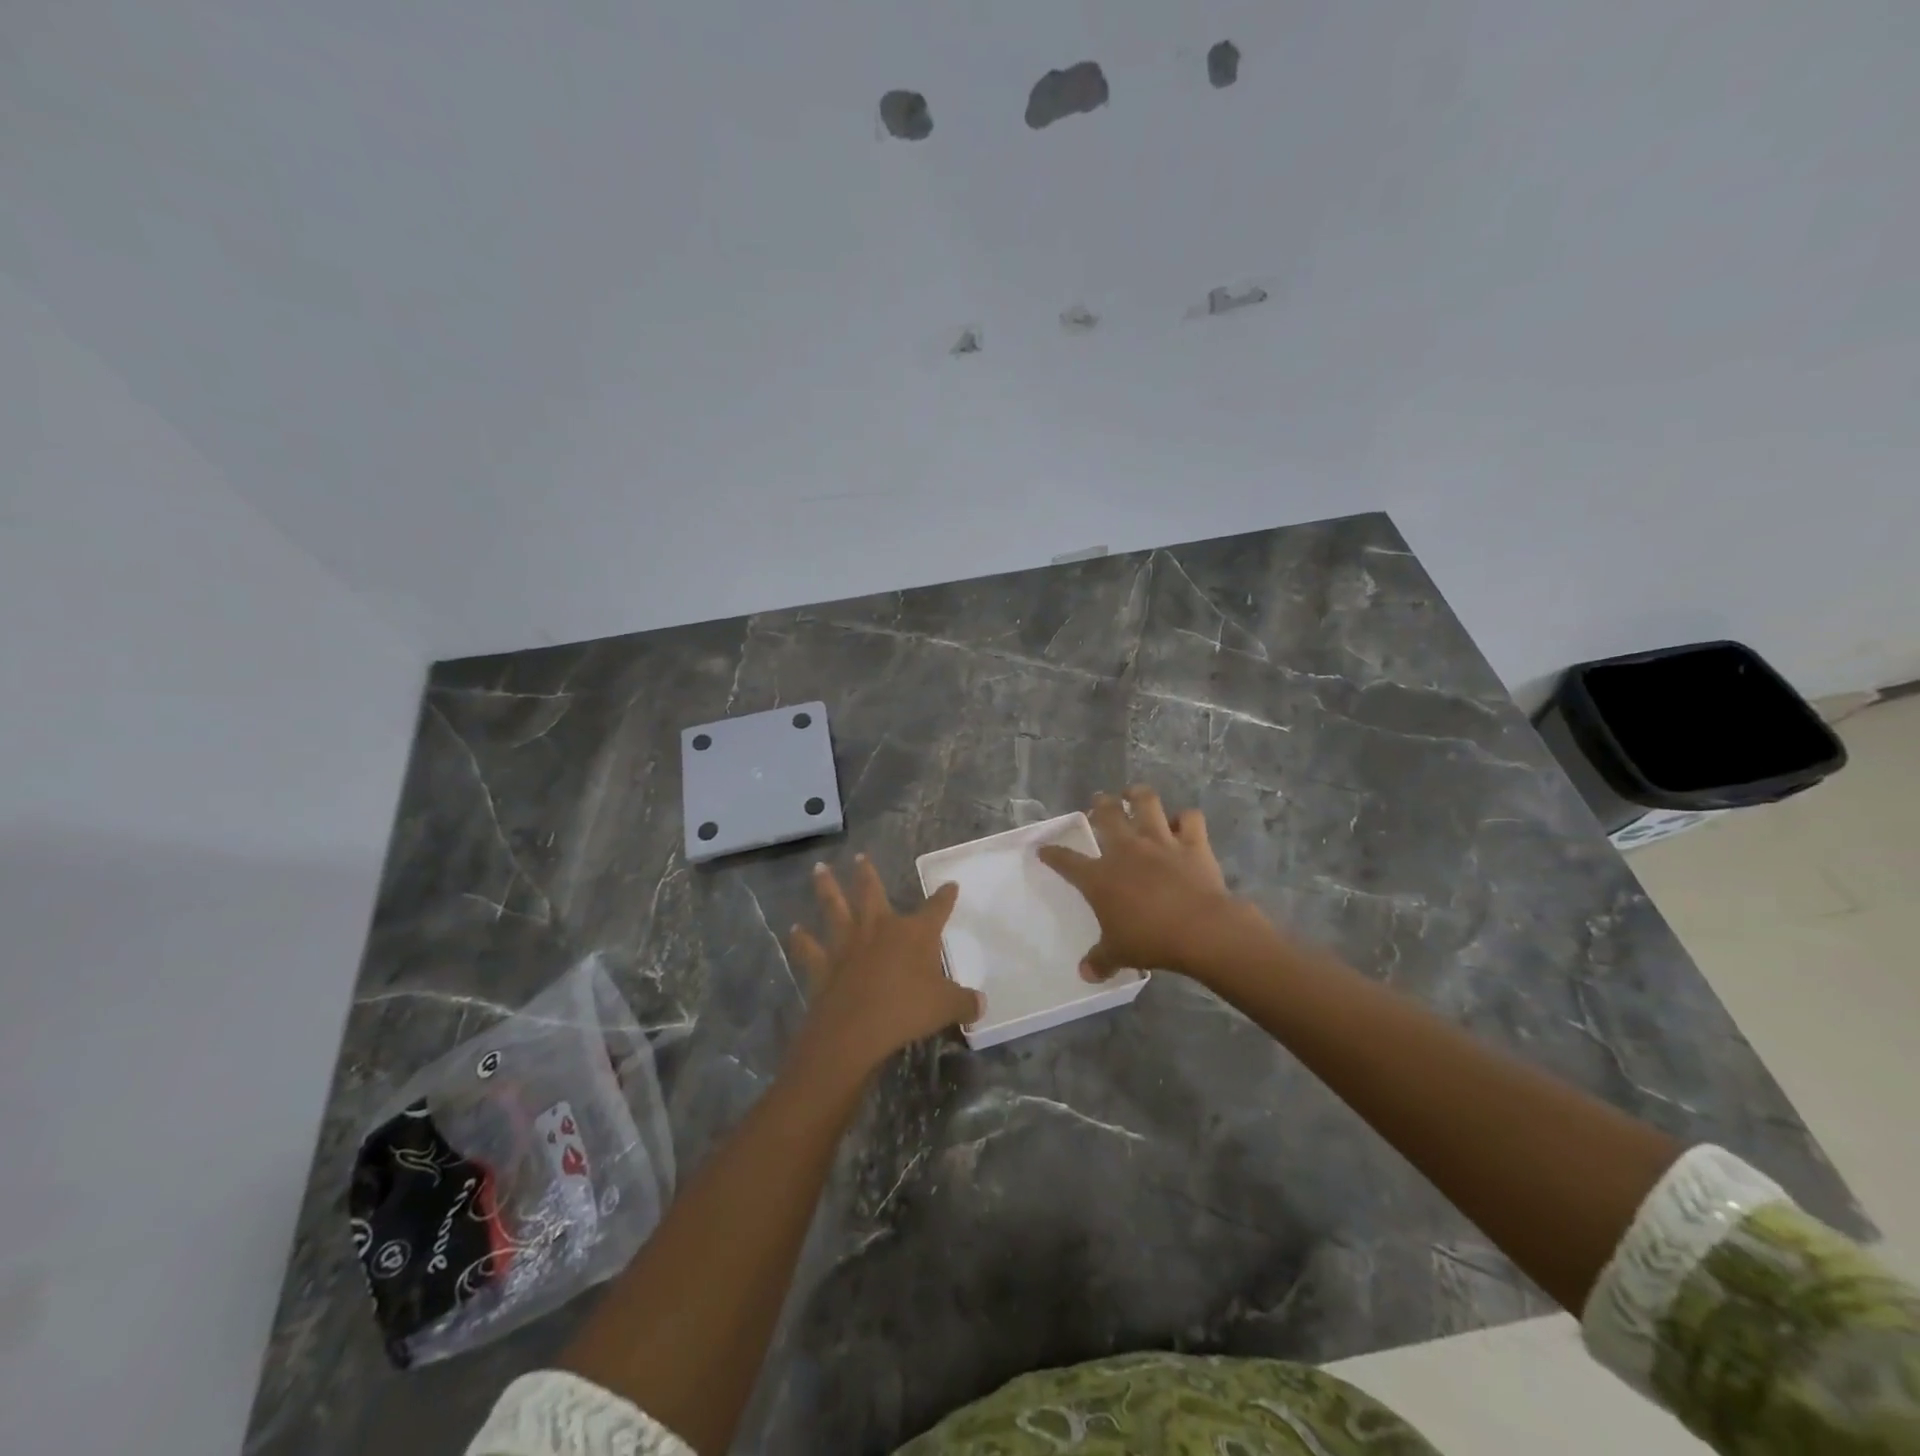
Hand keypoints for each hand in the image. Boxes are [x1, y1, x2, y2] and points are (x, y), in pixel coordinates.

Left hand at [786, 855, 983, 1081]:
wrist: (856, 1029)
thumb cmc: (907, 1011)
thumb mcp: (946, 1008)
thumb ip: (964, 1003)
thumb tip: (980, 1005)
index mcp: (915, 933)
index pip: (936, 908)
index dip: (945, 897)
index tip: (950, 885)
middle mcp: (880, 928)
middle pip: (872, 893)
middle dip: (867, 874)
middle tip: (860, 857)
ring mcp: (848, 944)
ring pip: (835, 908)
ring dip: (827, 888)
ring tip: (819, 869)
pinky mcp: (824, 965)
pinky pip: (810, 949)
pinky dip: (801, 940)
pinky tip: (794, 930)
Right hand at [1037, 786, 1262, 981]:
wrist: (1201, 929)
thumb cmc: (1150, 940)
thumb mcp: (1118, 954)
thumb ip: (1100, 961)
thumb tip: (1085, 974)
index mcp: (1100, 877)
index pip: (1067, 861)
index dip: (1053, 854)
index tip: (1044, 850)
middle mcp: (1126, 850)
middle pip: (1107, 815)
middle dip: (1100, 804)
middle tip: (1099, 802)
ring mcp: (1160, 841)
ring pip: (1146, 802)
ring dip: (1138, 794)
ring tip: (1133, 793)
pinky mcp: (1192, 842)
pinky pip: (1190, 819)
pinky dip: (1186, 818)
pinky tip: (1183, 822)